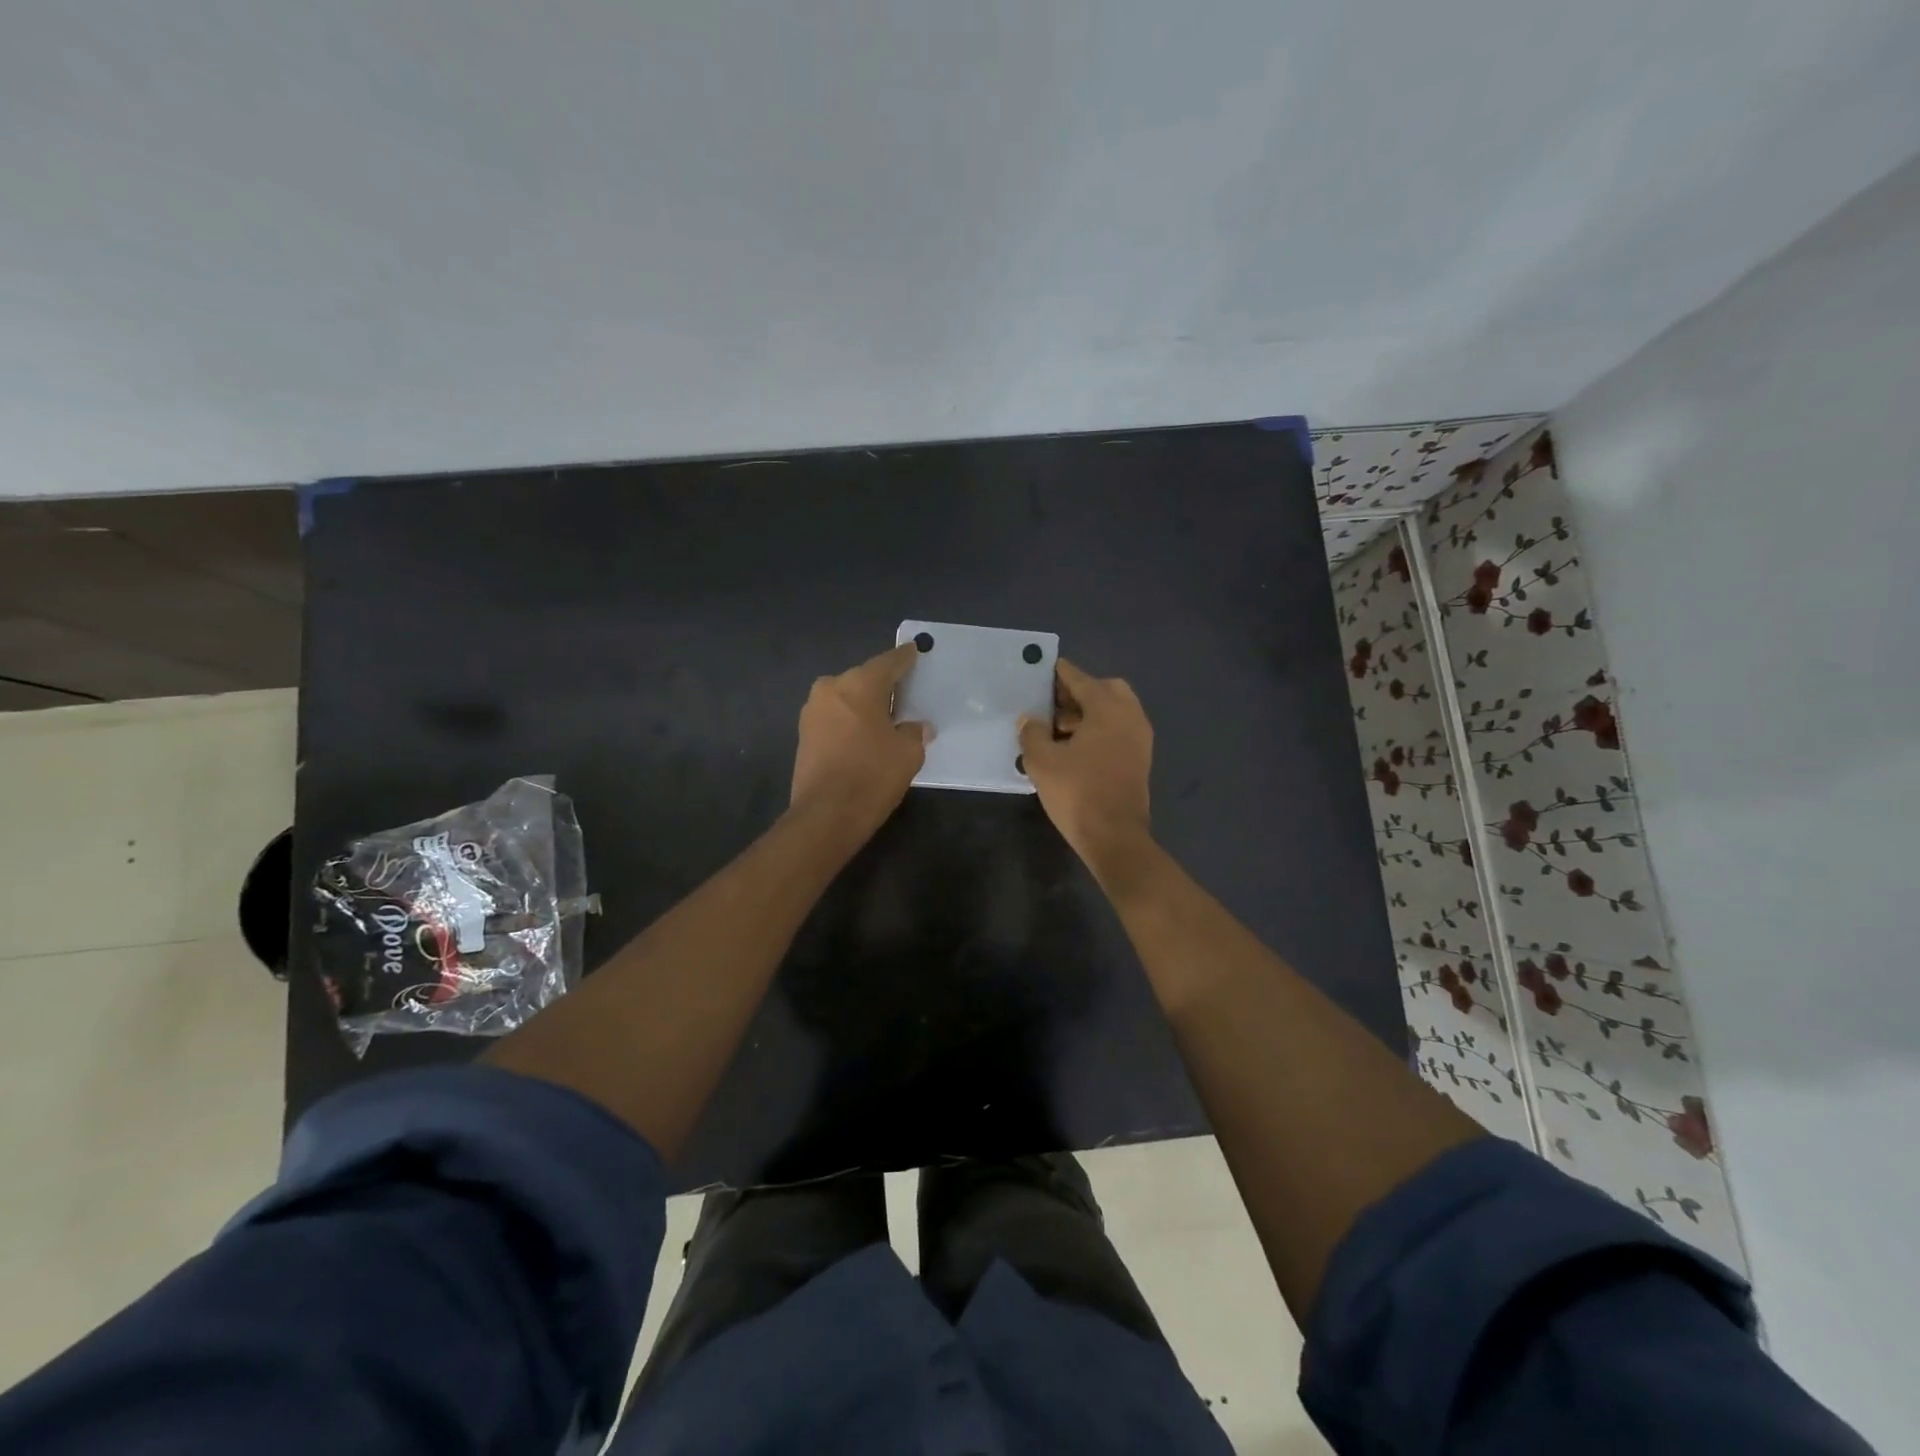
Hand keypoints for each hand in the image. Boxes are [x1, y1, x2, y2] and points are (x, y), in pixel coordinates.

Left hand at [789, 643, 930, 836]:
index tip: (913, 652)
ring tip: (885, 718)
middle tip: (903, 694)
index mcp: (859, 684)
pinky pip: (834, 717)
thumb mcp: (908, 753)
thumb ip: (913, 732)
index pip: (888, 663)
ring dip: (863, 705)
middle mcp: (831, 688)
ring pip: (845, 698)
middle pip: (863, 679)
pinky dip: (849, 721)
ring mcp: (812, 711)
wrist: (826, 814)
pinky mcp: (803, 735)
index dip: (904, 658)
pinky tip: (864, 735)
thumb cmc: (872, 775)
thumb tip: (915, 727)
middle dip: (882, 686)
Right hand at [1018, 658, 1153, 873]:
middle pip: (1104, 689)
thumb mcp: (1042, 761)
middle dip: (1078, 692)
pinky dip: (1099, 729)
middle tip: (1051, 704)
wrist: (1115, 837)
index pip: (1080, 679)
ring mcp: (1139, 738)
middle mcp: (1130, 716)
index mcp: (1108, 708)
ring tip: (1056, 729)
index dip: (1059, 673)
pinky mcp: (1140, 759)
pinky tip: (1074, 747)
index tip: (1043, 667)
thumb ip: (1032, 733)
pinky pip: (1118, 730)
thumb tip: (1029, 719)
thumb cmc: (1077, 792)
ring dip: (1088, 713)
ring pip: (1114, 711)